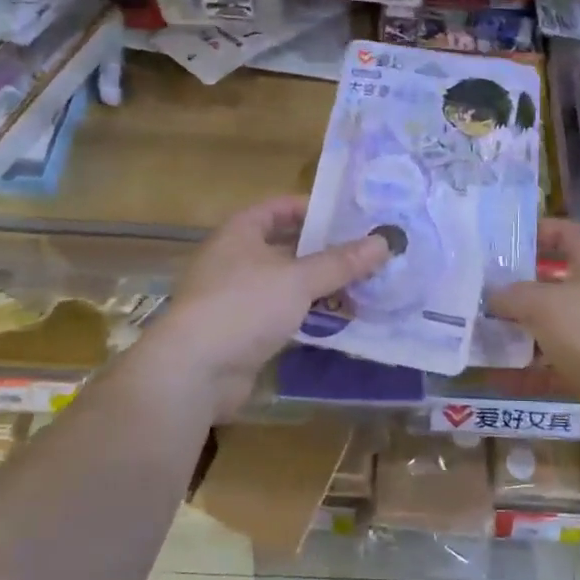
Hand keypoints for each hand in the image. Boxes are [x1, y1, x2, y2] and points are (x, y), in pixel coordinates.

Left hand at [141, 196, 390, 420]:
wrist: (194, 372)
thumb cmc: (243, 307)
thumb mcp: (298, 279)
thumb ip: (341, 262)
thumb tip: (385, 241)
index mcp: (240, 233)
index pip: (279, 208)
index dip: (313, 208)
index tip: (350, 216)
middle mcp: (236, 260)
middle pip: (287, 246)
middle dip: (325, 251)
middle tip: (367, 252)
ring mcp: (238, 298)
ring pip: (288, 283)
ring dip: (321, 285)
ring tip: (364, 285)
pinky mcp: (244, 332)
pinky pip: (284, 314)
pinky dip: (309, 314)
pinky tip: (340, 319)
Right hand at [488, 219, 579, 440]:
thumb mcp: (546, 303)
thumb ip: (513, 296)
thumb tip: (493, 296)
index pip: (566, 235)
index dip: (540, 231)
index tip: (505, 238)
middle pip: (548, 286)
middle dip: (513, 291)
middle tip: (473, 293)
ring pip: (545, 330)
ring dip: (514, 334)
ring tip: (473, 335)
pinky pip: (549, 368)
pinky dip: (524, 373)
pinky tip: (492, 376)